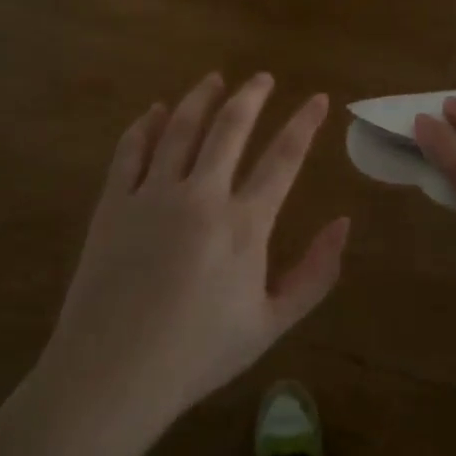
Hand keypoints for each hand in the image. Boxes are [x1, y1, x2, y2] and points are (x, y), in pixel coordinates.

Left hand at [42, 72, 349, 428]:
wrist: (111, 377)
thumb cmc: (199, 354)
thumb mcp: (272, 324)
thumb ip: (316, 273)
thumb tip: (344, 223)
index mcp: (244, 224)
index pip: (284, 157)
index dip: (304, 123)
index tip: (317, 98)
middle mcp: (200, 196)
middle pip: (230, 127)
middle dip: (251, 95)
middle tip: (262, 77)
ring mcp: (152, 196)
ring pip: (180, 128)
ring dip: (200, 97)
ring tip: (214, 79)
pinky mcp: (113, 204)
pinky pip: (131, 150)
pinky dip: (146, 124)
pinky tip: (156, 111)